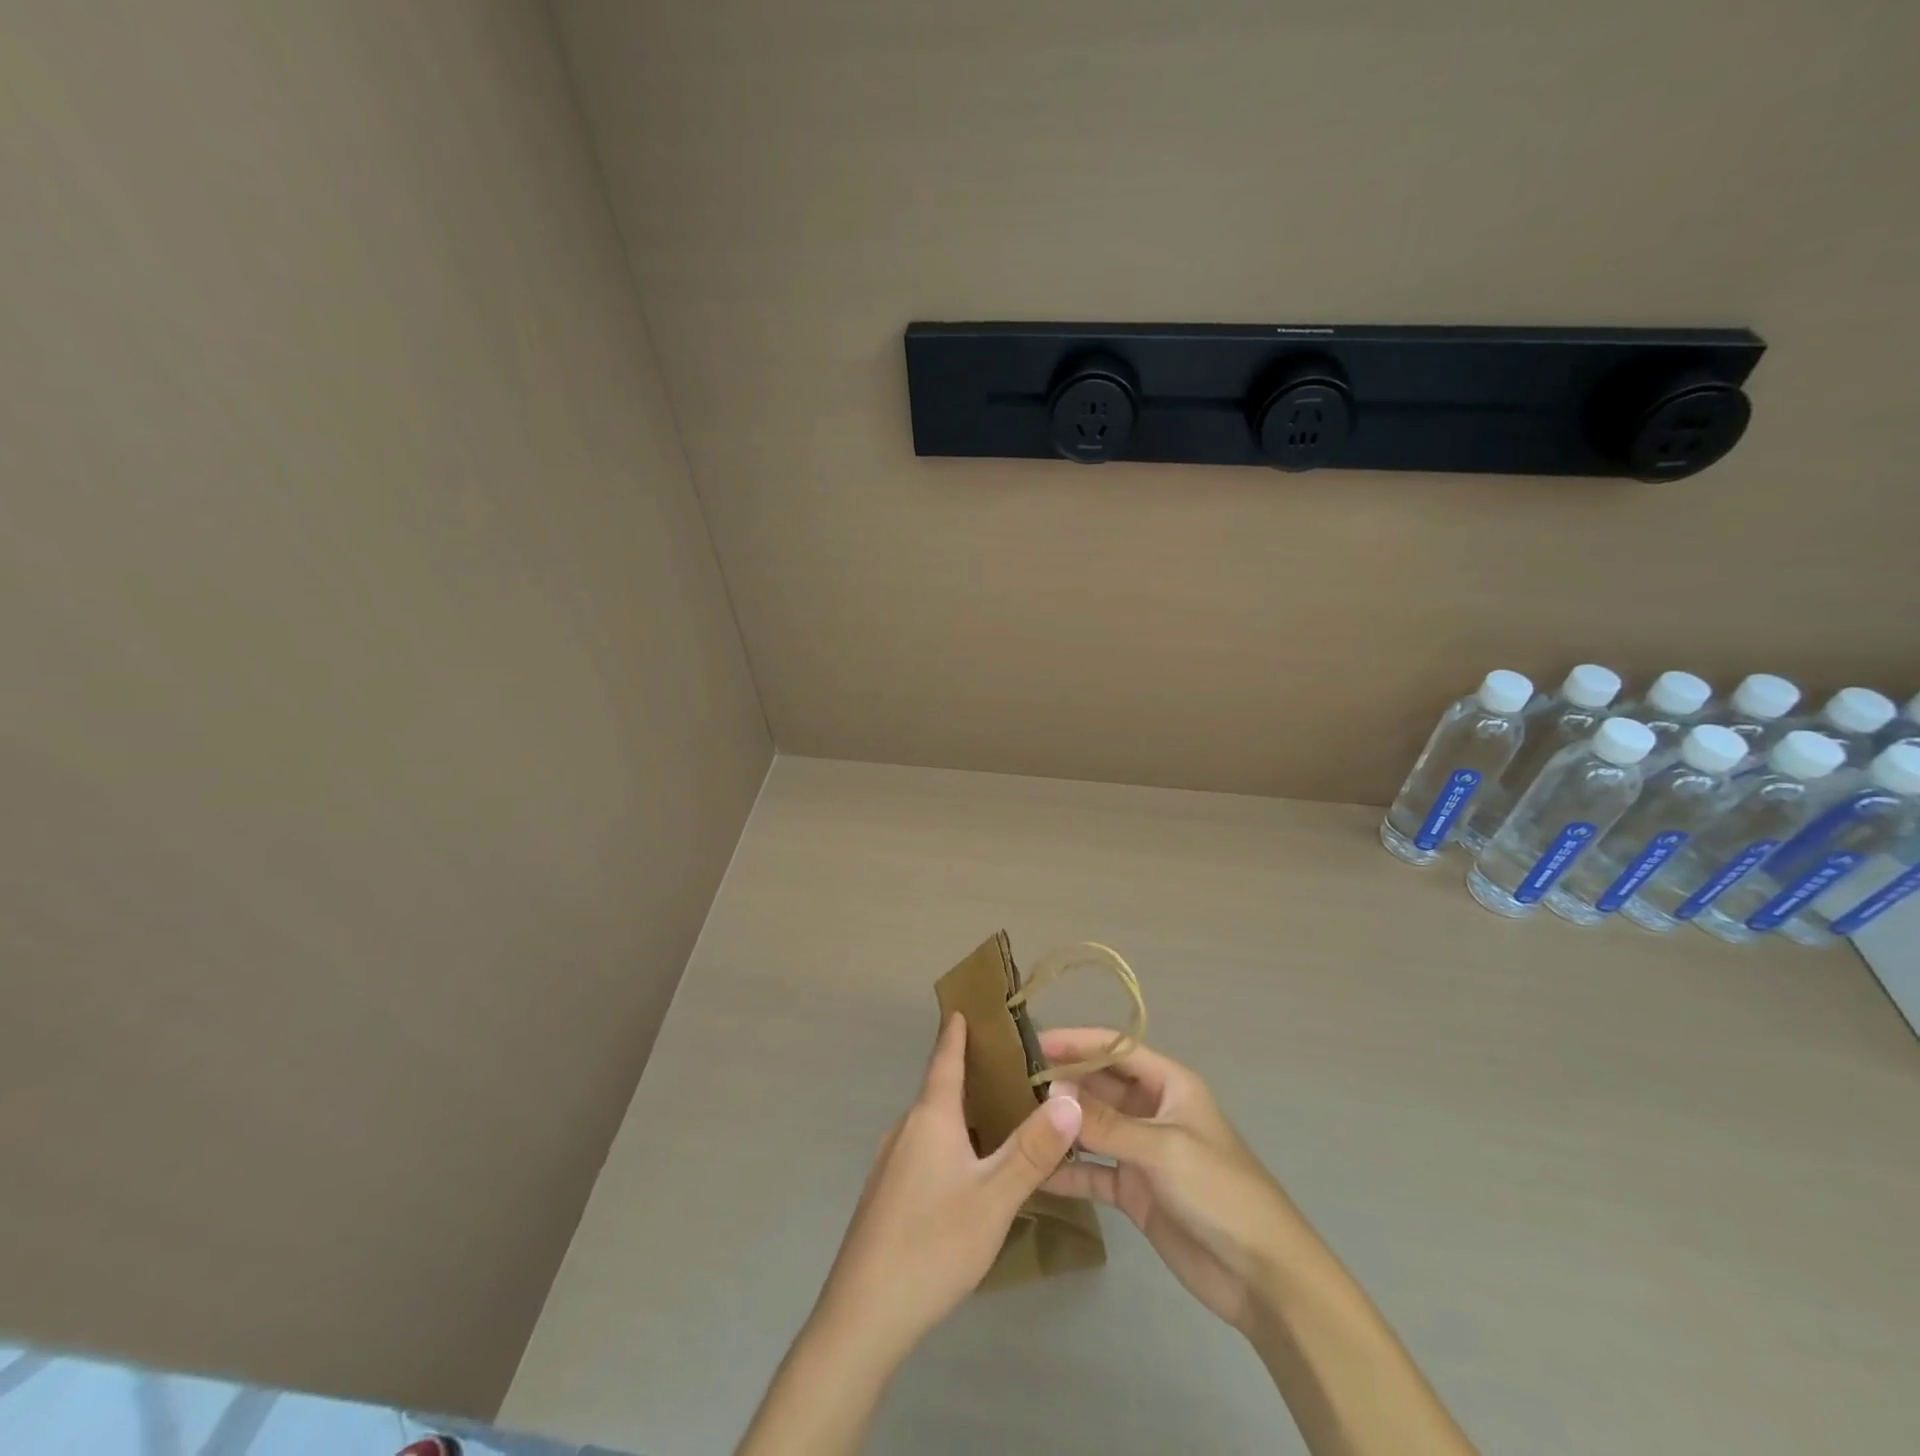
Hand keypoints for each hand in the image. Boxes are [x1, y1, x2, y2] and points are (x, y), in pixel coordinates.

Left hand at [812, 1013, 1083, 1361]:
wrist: (862, 1316)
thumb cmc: (932, 1245)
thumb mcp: (994, 1198)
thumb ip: (1033, 1150)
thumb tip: (1070, 1098)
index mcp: (929, 1118)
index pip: (944, 1058)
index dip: (956, 1031)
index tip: (966, 1004)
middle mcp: (905, 1128)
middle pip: (940, 1088)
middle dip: (971, 1073)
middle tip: (1012, 1066)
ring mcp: (889, 1162)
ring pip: (932, 1123)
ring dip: (961, 1112)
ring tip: (999, 1115)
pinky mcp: (885, 1194)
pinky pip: (922, 1149)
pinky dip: (948, 1141)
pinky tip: (968, 1170)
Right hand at [1040, 1027, 1297, 1335]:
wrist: (1263, 1276)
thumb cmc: (1219, 1191)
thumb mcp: (1162, 1148)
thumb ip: (1105, 1122)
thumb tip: (1052, 1092)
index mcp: (1169, 1084)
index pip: (1115, 1048)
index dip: (1076, 1041)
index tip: (1032, 1042)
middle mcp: (1152, 1110)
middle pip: (1100, 1085)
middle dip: (1062, 1082)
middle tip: (1011, 1081)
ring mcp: (1142, 1151)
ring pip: (1093, 1127)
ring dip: (1062, 1124)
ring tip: (1016, 1119)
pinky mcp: (1135, 1191)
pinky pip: (1094, 1171)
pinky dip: (1068, 1171)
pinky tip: (1035, 1173)